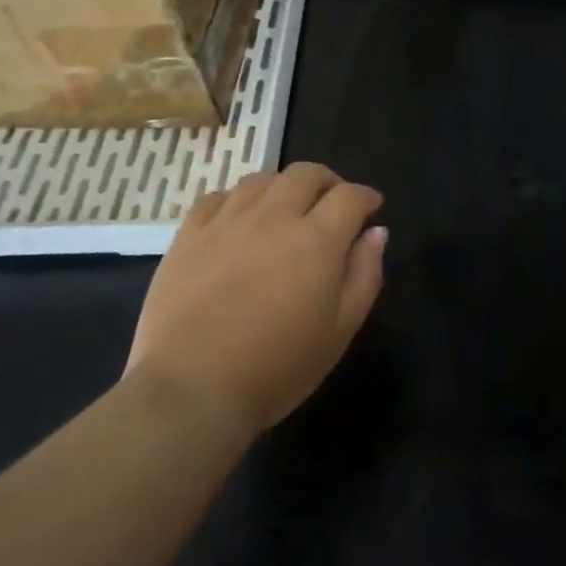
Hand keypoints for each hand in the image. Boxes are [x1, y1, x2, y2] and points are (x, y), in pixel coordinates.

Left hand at [126, 163, 386, 436]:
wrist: (192, 391)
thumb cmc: (277, 368)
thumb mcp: (340, 331)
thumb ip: (365, 275)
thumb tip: (376, 233)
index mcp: (317, 240)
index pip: (349, 196)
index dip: (366, 196)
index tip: (371, 207)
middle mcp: (274, 217)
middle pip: (306, 174)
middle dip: (328, 182)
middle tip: (332, 202)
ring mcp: (227, 222)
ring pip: (262, 180)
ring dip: (283, 187)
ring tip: (286, 208)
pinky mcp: (188, 235)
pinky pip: (217, 197)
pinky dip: (237, 200)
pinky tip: (239, 219)